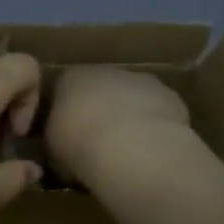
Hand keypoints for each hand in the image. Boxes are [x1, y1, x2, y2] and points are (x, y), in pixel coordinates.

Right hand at [44, 66, 200, 187]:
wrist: (131, 148)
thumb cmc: (80, 144)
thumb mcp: (53, 148)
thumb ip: (57, 140)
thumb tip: (62, 147)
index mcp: (71, 77)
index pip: (65, 90)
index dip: (68, 115)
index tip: (69, 138)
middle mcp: (106, 71)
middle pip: (101, 90)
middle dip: (101, 112)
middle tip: (99, 145)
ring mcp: (141, 81)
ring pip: (132, 99)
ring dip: (130, 119)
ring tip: (129, 153)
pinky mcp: (171, 97)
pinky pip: (158, 114)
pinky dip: (155, 128)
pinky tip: (152, 152)